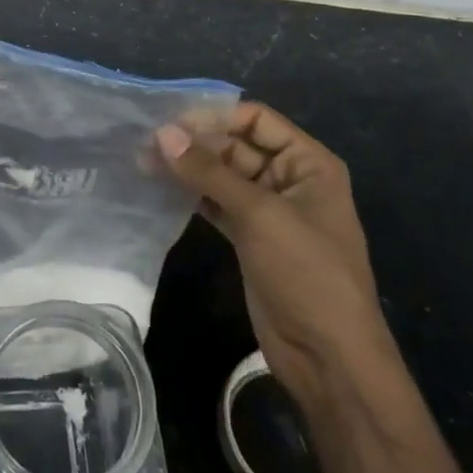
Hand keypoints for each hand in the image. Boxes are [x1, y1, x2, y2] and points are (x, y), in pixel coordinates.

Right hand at [156, 103, 387, 409]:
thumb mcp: (259, 214)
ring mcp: (269, 211)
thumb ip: (209, 171)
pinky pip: (217, 204)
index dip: (215, 116)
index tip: (169, 122)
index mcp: (308, 163)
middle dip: (195, 143)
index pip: (256, 120)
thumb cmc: (306, 272)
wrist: (328, 356)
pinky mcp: (250, 238)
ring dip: (188, 169)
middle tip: (145, 144)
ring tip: (143, 163)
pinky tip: (160, 190)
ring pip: (223, 176)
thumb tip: (162, 133)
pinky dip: (192, 196)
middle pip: (237, 146)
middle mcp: (290, 179)